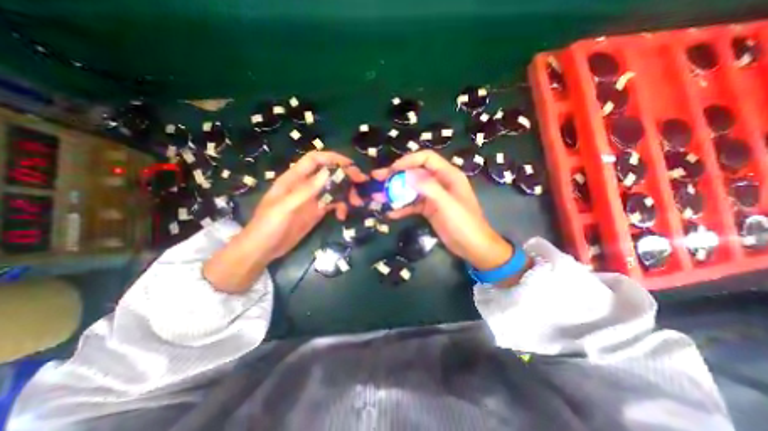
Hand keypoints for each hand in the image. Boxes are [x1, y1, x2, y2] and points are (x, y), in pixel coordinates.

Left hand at [204, 150, 364, 294]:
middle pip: (329, 174)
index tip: (351, 165)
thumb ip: (305, 190)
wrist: (263, 249)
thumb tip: (328, 172)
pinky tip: (343, 216)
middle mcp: (305, 186)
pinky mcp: (317, 211)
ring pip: (334, 189)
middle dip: (346, 176)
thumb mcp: (285, 207)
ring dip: (347, 193)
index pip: (315, 160)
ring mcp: (312, 199)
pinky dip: (341, 207)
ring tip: (356, 203)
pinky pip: (333, 204)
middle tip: (361, 183)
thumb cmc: (268, 226)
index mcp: (294, 179)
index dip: (333, 158)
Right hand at [371, 151, 508, 270]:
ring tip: (378, 196)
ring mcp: (433, 196)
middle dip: (396, 175)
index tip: (392, 170)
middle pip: (415, 172)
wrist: (473, 247)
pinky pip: (412, 204)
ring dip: (395, 192)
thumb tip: (406, 174)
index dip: (408, 160)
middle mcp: (439, 182)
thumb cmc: (464, 224)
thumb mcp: (447, 204)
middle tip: (377, 179)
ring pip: (411, 188)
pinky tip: (390, 213)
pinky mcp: (429, 209)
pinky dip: (402, 207)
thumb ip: (428, 187)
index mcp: (448, 175)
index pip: (426, 158)